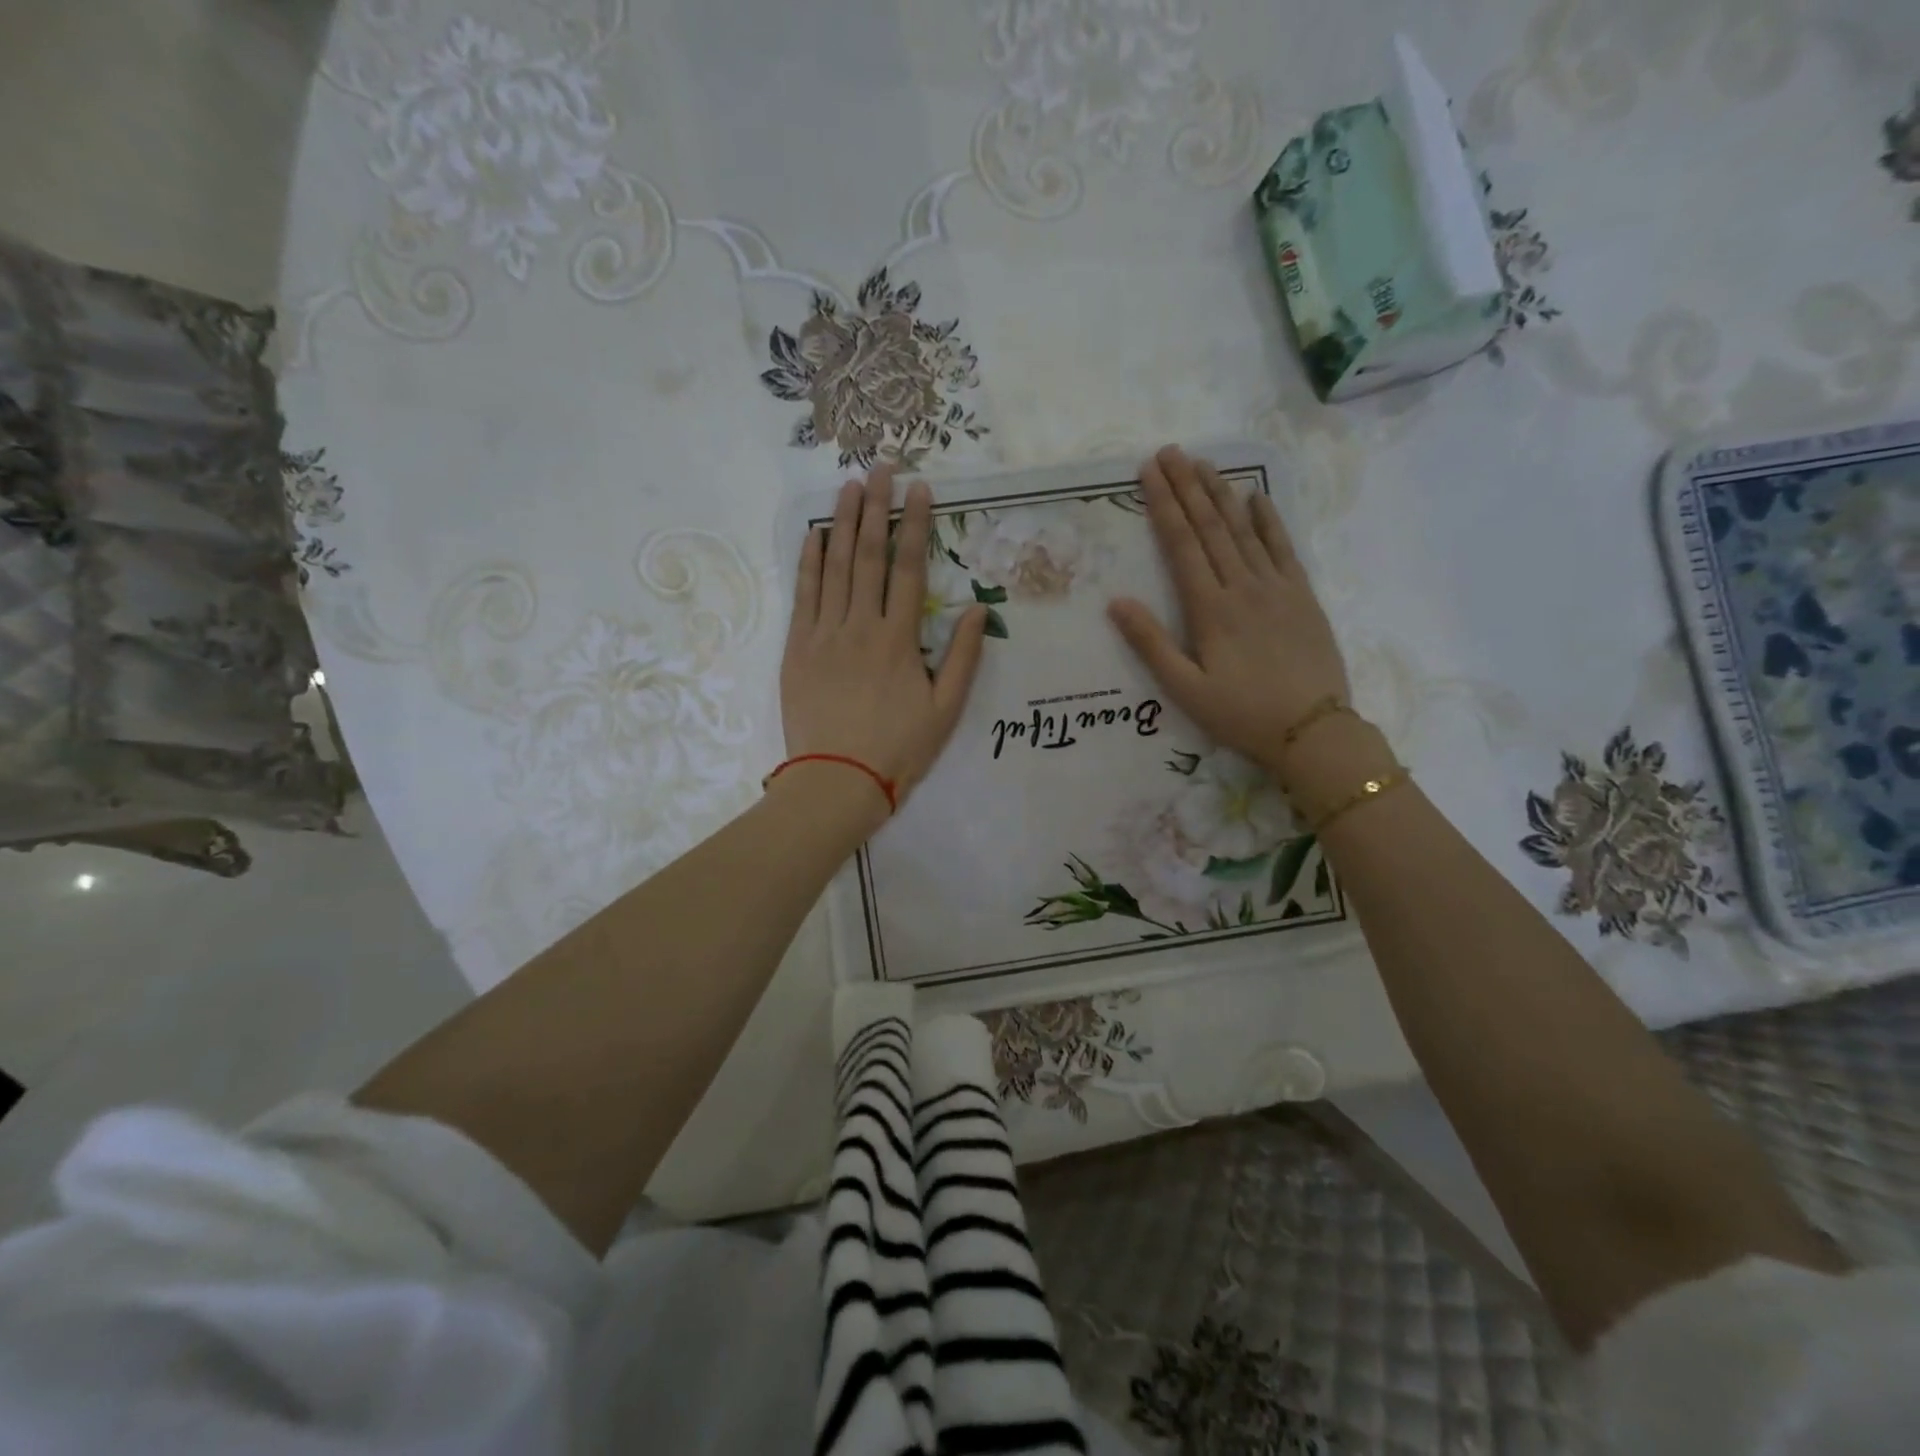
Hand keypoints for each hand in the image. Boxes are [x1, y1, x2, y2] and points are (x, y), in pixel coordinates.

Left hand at [781, 465, 988, 814]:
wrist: (836, 781)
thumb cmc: (898, 749)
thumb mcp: (946, 709)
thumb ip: (962, 656)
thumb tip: (976, 608)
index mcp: (899, 639)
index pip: (908, 569)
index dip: (914, 525)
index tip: (919, 489)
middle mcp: (860, 625)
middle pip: (868, 556)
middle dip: (876, 508)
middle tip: (881, 467)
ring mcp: (824, 634)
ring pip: (834, 567)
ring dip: (841, 523)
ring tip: (848, 486)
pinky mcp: (797, 649)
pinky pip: (803, 595)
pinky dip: (808, 562)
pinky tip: (813, 535)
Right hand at [1107, 445, 1350, 779]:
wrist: (1313, 730)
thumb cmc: (1241, 714)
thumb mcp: (1185, 689)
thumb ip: (1150, 644)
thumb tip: (1116, 602)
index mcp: (1210, 609)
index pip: (1182, 545)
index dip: (1164, 505)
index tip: (1149, 471)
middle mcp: (1242, 586)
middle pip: (1210, 527)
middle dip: (1188, 486)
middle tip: (1170, 451)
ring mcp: (1276, 587)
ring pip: (1244, 530)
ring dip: (1222, 494)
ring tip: (1204, 463)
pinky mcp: (1302, 596)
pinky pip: (1284, 548)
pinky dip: (1269, 520)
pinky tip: (1257, 498)